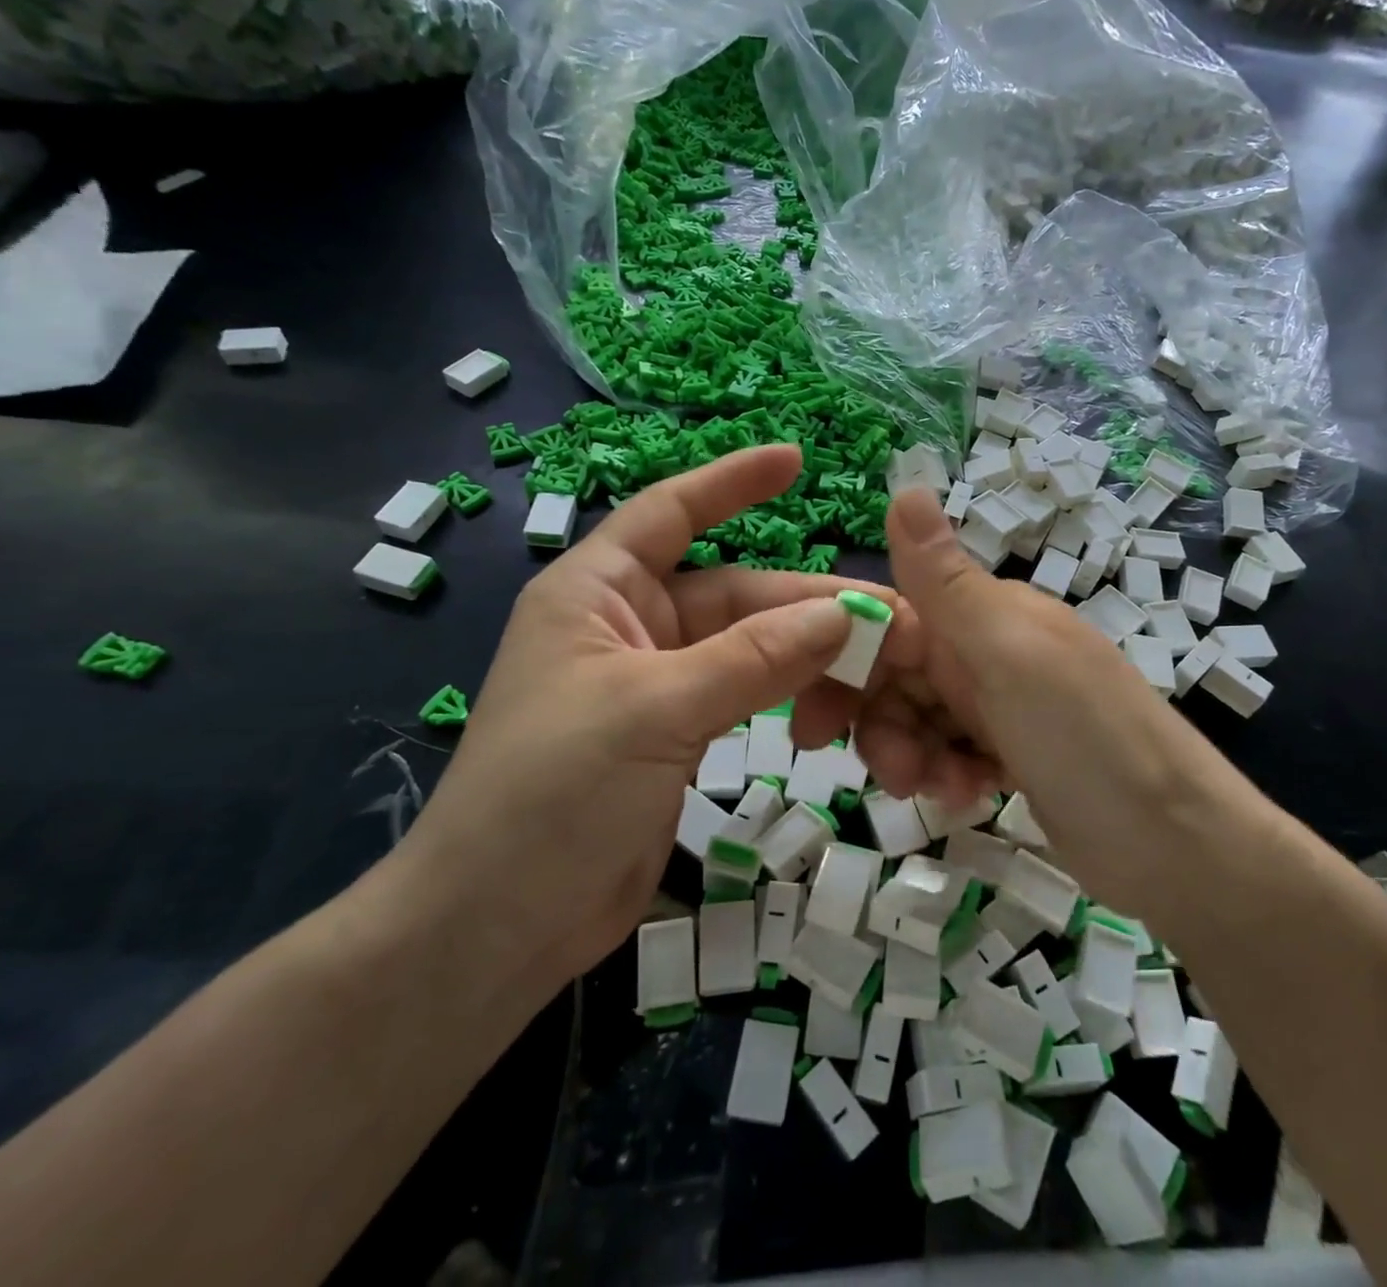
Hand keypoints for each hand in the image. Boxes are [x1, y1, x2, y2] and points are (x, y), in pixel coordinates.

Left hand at [393, 446, 899, 995]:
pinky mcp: (677, 736)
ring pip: (751, 650)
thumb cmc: (549, 795)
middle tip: (889, 622)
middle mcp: (629, 627)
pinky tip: (832, 717)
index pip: (672, 512)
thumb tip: (845, 614)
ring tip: (872, 678)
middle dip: (807, 606)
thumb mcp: (654, 711)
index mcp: (598, 592)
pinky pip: (748, 697)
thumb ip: (753, 659)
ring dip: (808, 660)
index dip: (732, 482)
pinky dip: (790, 700)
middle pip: (736, 594)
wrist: (496, 928)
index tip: (796, 459)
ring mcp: (657, 684)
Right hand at [845, 488, 1223, 912]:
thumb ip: (946, 581)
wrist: (1180, 849)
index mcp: (987, 615)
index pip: (890, 619)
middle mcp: (990, 651)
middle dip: (878, 721)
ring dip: (910, 755)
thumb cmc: (1088, 739)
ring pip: (917, 718)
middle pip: (897, 674)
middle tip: (884, 771)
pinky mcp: (1012, 756)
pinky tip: (969, 797)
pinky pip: (949, 754)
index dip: (846, 661)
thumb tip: (905, 485)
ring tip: (937, 789)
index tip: (811, 715)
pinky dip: (946, 776)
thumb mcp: (1010, 655)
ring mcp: (1003, 706)